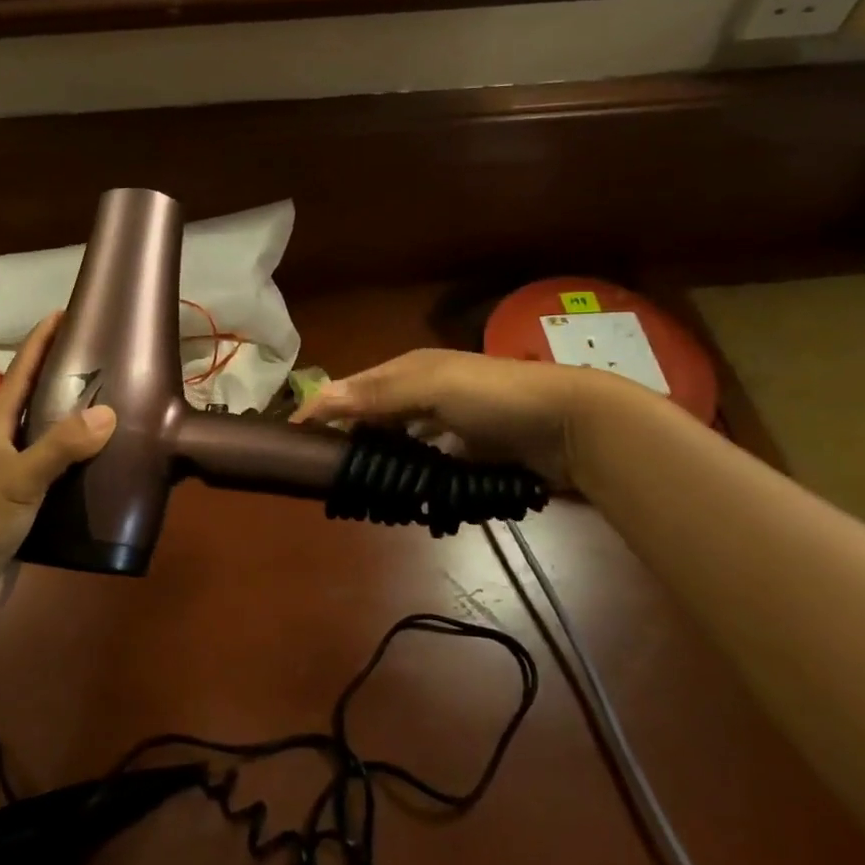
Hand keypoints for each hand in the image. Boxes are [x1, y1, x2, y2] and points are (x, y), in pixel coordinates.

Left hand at [0, 314, 115, 623]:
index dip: (41, 340)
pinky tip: (110, 461)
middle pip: (38, 398)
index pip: (21, 371)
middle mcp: (5, 443)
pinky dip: (83, 460)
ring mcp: (15, 474)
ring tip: (119, 403)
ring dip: (79, 419)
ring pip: (51, 435)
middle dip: (67, 374)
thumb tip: (109, 411)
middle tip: (109, 357)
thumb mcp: (17, 481)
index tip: (66, 311)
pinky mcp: (28, 503)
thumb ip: (59, 447)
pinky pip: (60, 470)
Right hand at [292, 347, 619, 490]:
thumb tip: (317, 398)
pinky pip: (427, 466)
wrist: (573, 426)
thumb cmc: (496, 397)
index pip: (354, 388)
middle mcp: (425, 394)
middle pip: (373, 416)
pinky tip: (399, 493)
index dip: (324, 408)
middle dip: (347, 437)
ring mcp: (449, 426)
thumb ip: (377, 393)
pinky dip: (411, 477)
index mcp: (411, 370)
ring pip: (398, 443)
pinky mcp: (469, 455)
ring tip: (353, 488)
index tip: (292, 437)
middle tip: (321, 471)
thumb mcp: (432, 385)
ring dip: (378, 460)